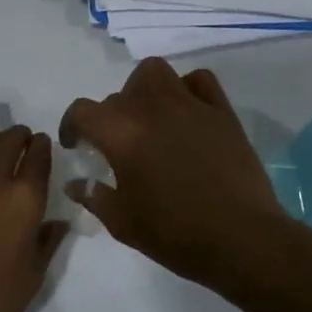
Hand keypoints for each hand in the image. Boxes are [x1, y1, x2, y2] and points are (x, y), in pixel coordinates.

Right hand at [59, 59, 284, 290]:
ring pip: (155, 72)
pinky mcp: (222, 112)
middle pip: (118, 95)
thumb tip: (76, 183)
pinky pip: (199, 80)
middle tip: (117, 144)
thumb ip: (94, 196)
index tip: (76, 145)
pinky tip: (186, 112)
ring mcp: (189, 105)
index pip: (82, 111)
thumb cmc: (174, 233)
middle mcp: (151, 109)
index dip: (71, 126)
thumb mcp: (122, 222)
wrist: (240, 239)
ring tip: (147, 116)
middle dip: (110, 117)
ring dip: (143, 89)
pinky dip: (186, 88)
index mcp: (121, 134)